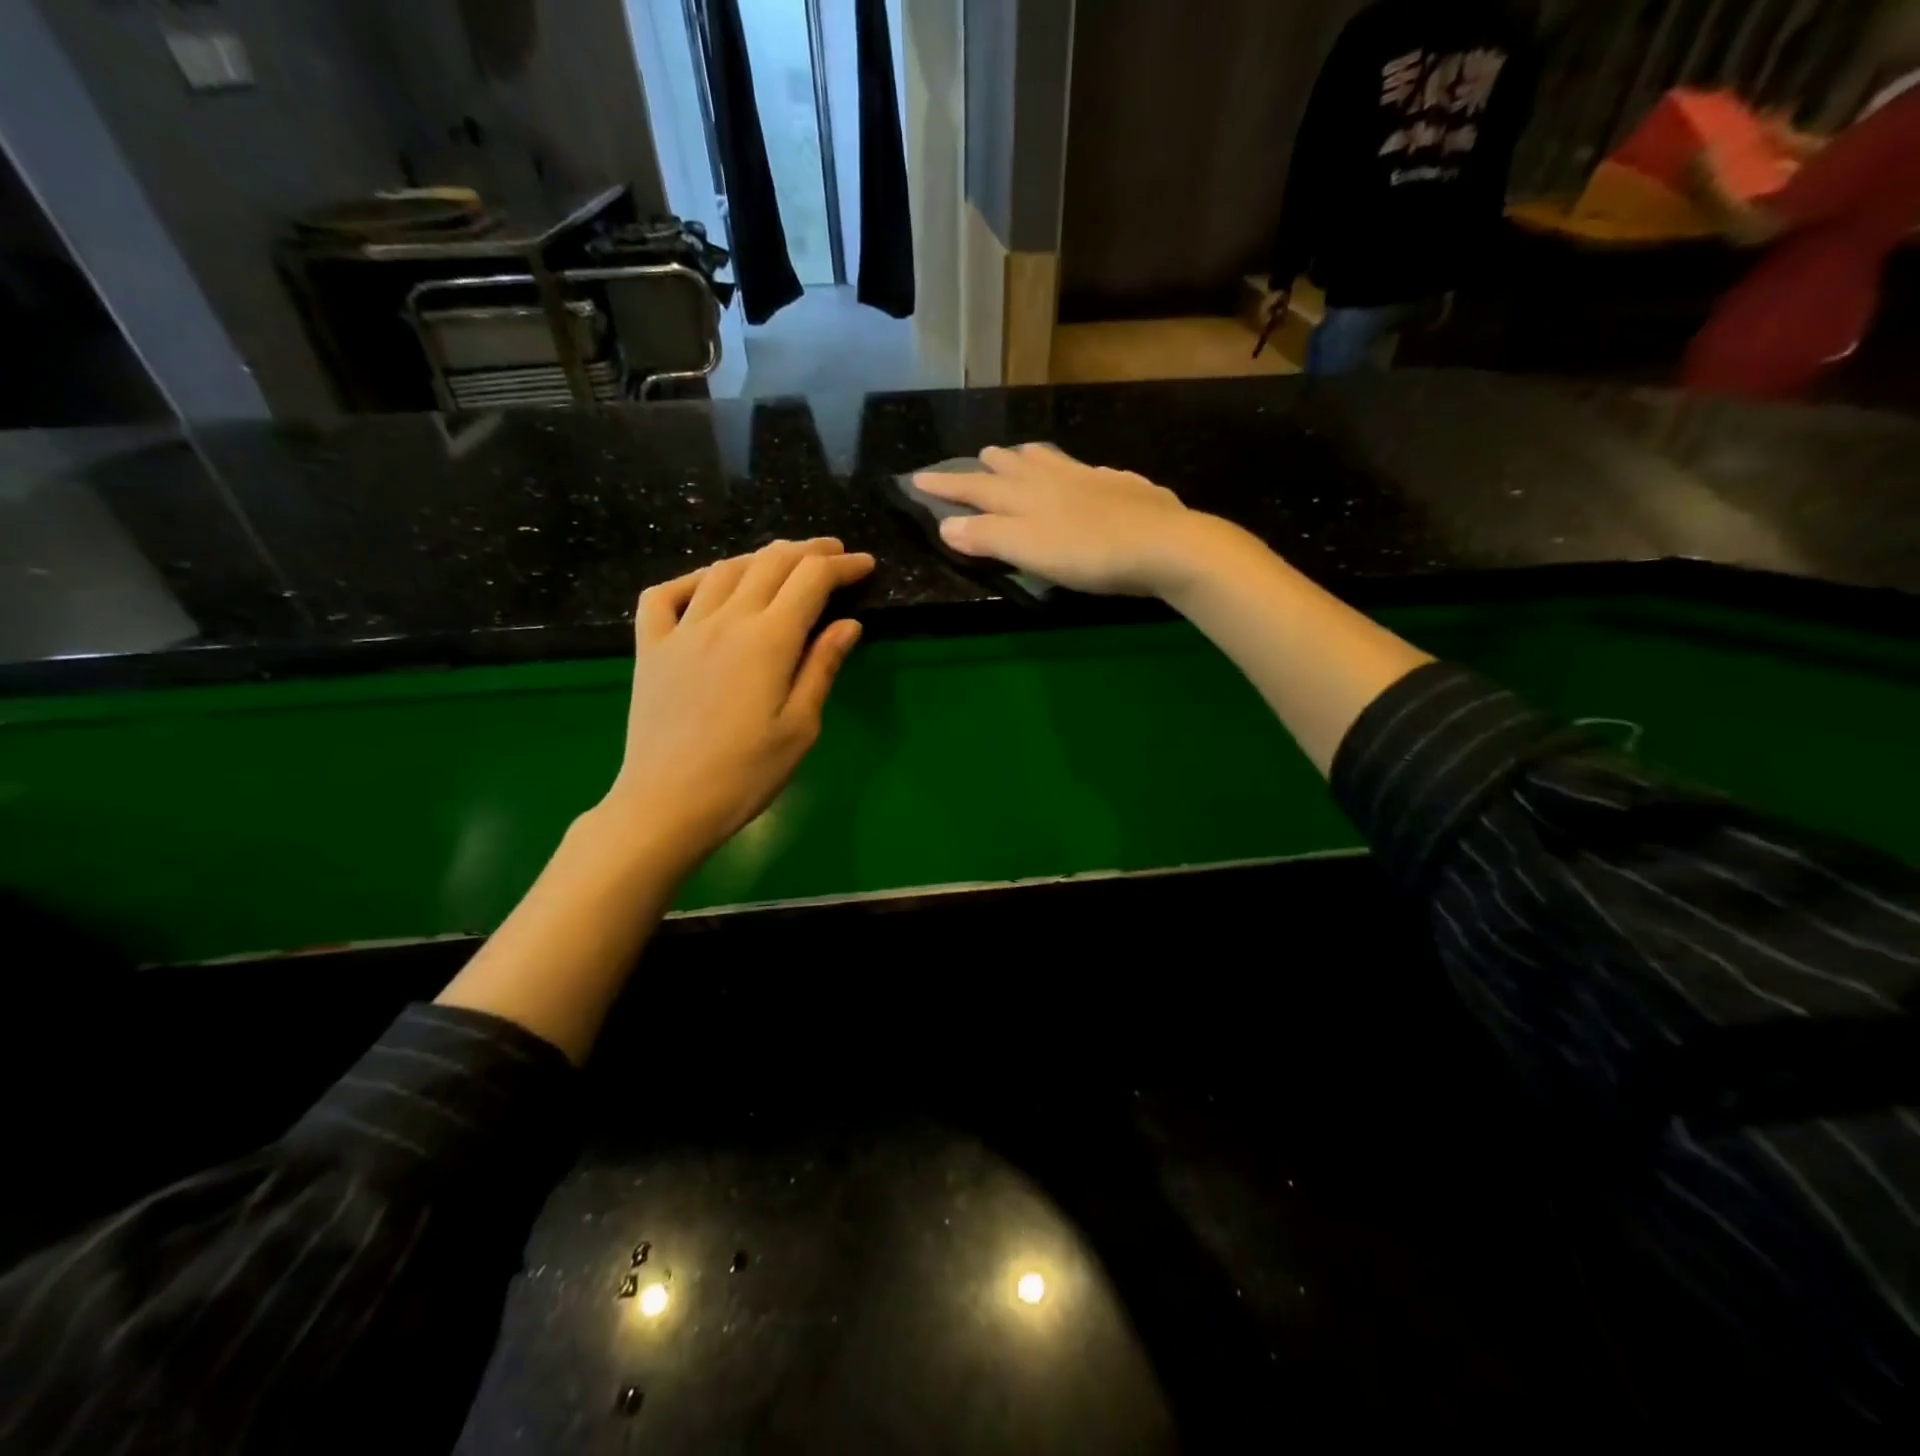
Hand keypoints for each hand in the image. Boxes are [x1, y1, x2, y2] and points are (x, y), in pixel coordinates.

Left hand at [601, 537, 873, 868]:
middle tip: (833, 553)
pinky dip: (692, 578)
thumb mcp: (800, 726)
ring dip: (760, 557)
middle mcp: (725, 620)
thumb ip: (821, 667)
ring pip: (724, 570)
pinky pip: (665, 593)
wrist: (667, 803)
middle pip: (770, 562)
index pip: (812, 579)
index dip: (843, 566)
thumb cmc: (746, 774)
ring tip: (783, 562)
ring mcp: (682, 629)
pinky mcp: (650, 646)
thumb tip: (848, 623)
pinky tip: (709, 585)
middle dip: (808, 551)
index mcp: (769, 639)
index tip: (866, 565)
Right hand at [913, 443, 1208, 597]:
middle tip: (978, 457)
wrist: (1163, 544)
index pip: (975, 488)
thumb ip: (988, 536)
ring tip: (1021, 453)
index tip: (917, 478)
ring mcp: (1092, 479)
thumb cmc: (1088, 553)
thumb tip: (947, 525)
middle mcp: (1055, 479)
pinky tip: (1087, 474)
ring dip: (1030, 457)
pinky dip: (1075, 470)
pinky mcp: (1125, 487)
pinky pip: (1090, 470)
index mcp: (1026, 496)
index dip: (946, 485)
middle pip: (1014, 467)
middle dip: (990, 465)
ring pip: (1052, 461)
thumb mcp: (1029, 550)